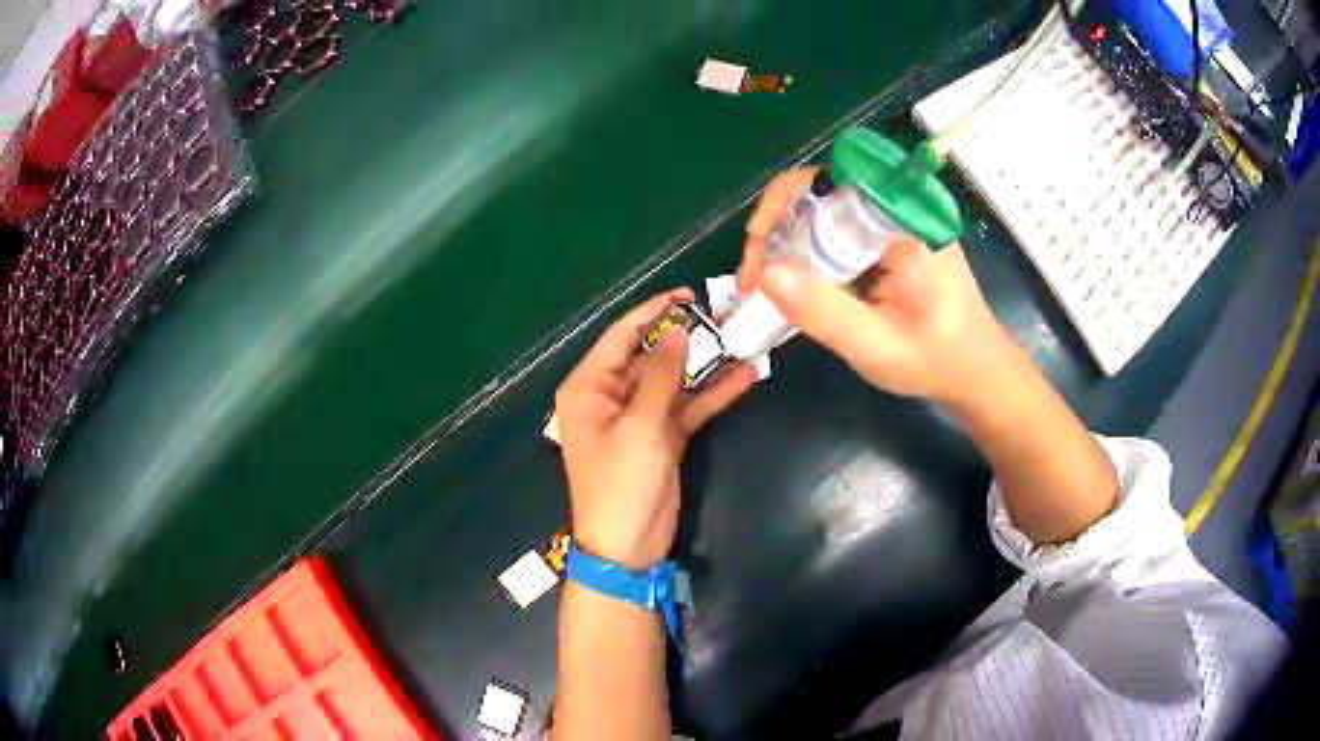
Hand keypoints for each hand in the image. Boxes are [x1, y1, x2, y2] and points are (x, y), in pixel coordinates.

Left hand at [556, 290, 756, 568]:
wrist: (628, 547)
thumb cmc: (621, 482)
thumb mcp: (640, 425)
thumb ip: (660, 374)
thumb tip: (678, 327)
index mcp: (589, 387)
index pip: (621, 336)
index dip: (653, 311)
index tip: (688, 293)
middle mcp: (610, 396)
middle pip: (650, 355)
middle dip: (686, 337)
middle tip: (725, 315)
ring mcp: (639, 417)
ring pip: (673, 380)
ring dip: (705, 364)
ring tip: (742, 338)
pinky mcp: (662, 437)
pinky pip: (687, 407)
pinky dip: (712, 395)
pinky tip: (744, 377)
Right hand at [738, 170, 1009, 403]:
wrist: (977, 372)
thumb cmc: (936, 361)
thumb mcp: (876, 346)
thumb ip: (824, 312)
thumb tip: (766, 275)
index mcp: (903, 222)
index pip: (832, 181)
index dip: (783, 202)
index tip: (758, 246)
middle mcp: (898, 210)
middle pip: (821, 193)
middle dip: (777, 228)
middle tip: (754, 278)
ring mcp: (894, 223)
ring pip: (825, 212)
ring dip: (788, 242)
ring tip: (766, 284)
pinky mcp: (889, 239)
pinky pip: (838, 232)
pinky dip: (809, 254)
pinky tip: (797, 285)